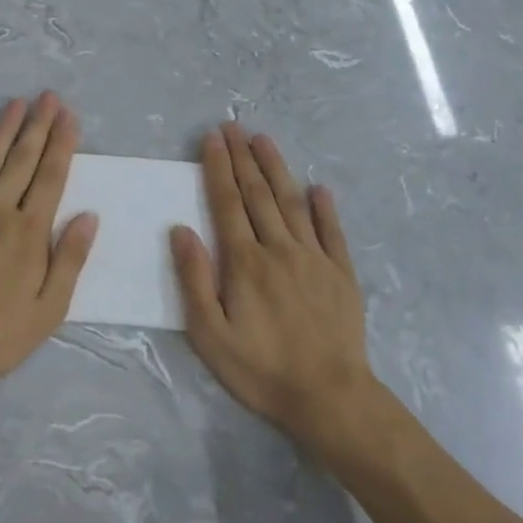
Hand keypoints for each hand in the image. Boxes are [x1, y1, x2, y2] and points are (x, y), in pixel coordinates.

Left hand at [0, 93, 97, 393]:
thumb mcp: (49, 309)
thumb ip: (70, 259)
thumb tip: (89, 216)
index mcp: (28, 232)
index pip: (50, 177)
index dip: (61, 144)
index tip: (69, 116)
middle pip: (22, 160)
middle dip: (37, 125)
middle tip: (48, 97)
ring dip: (3, 130)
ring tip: (16, 103)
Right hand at [171, 123, 377, 443]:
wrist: (329, 396)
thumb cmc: (260, 369)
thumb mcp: (210, 334)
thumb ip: (194, 279)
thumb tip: (181, 230)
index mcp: (245, 261)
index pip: (227, 203)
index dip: (218, 168)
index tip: (212, 138)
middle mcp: (279, 248)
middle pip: (258, 193)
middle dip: (242, 157)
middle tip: (233, 126)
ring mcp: (314, 258)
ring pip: (292, 202)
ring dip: (277, 169)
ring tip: (264, 140)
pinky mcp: (341, 273)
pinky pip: (332, 231)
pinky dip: (324, 207)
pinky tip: (319, 187)